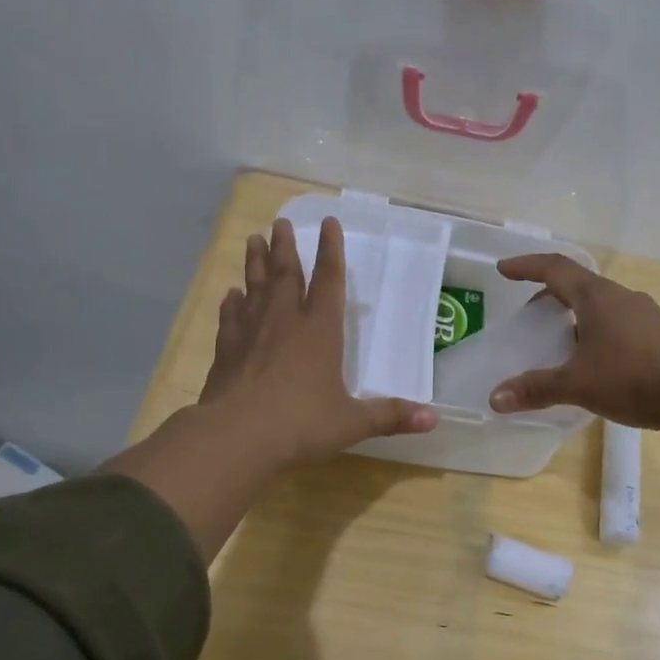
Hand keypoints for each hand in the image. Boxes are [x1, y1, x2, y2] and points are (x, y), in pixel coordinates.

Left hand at [200, 216, 436, 463]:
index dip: (331, 251)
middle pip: (285, 275)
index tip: (328, 222)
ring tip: (253, 239)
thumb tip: (433, 418)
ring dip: (255, 263)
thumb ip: (390, 416)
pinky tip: (230, 295)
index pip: (329, 281)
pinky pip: (230, 317)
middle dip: (285, 247)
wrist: (236, 436)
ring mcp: (251, 333)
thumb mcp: (352, 422)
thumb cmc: (301, 423)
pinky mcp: (226, 351)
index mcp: (320, 331)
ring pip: (254, 287)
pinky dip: (232, 303)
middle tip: (281, 222)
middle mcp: (285, 322)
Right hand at [485, 255, 659, 428]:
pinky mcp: (659, 332)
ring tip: (561, 340)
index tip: (503, 269)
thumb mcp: (577, 385)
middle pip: (578, 284)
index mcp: (596, 297)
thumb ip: (536, 389)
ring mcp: (644, 313)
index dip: (526, 266)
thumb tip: (495, 399)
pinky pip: (618, 320)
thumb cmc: (631, 378)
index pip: (555, 268)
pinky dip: (596, 329)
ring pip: (600, 303)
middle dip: (550, 294)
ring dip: (576, 314)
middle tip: (531, 315)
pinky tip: (596, 358)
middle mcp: (620, 296)